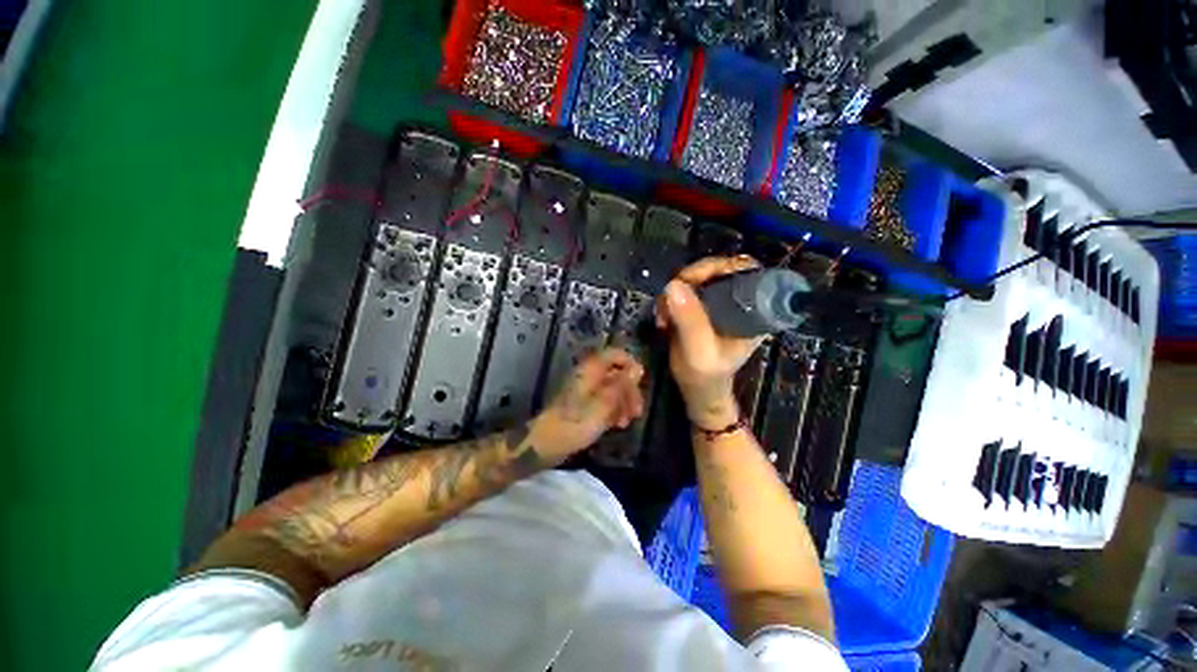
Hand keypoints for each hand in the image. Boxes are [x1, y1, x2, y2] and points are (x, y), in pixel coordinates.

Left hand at [531, 348, 645, 459]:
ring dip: (623, 404)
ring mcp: (587, 391)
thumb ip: (622, 384)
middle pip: (617, 373)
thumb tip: (638, 368)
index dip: (630, 364)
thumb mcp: (605, 403)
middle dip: (629, 390)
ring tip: (626, 422)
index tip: (640, 383)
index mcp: (592, 369)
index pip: (616, 354)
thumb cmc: (577, 421)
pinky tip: (618, 425)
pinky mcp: (584, 406)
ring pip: (613, 389)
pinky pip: (605, 402)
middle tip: (637, 411)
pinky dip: (613, 411)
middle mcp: (590, 376)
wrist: (548, 443)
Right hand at [656, 255, 763, 428]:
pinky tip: (663, 317)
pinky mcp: (702, 305)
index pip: (746, 270)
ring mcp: (720, 302)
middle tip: (671, 296)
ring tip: (664, 314)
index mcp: (753, 310)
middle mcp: (740, 301)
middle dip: (691, 278)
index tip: (693, 279)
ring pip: (699, 277)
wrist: (696, 388)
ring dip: (677, 290)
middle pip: (719, 269)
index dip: (721, 267)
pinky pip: (686, 288)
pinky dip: (671, 298)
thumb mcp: (699, 352)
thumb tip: (674, 284)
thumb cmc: (705, 376)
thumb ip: (691, 321)